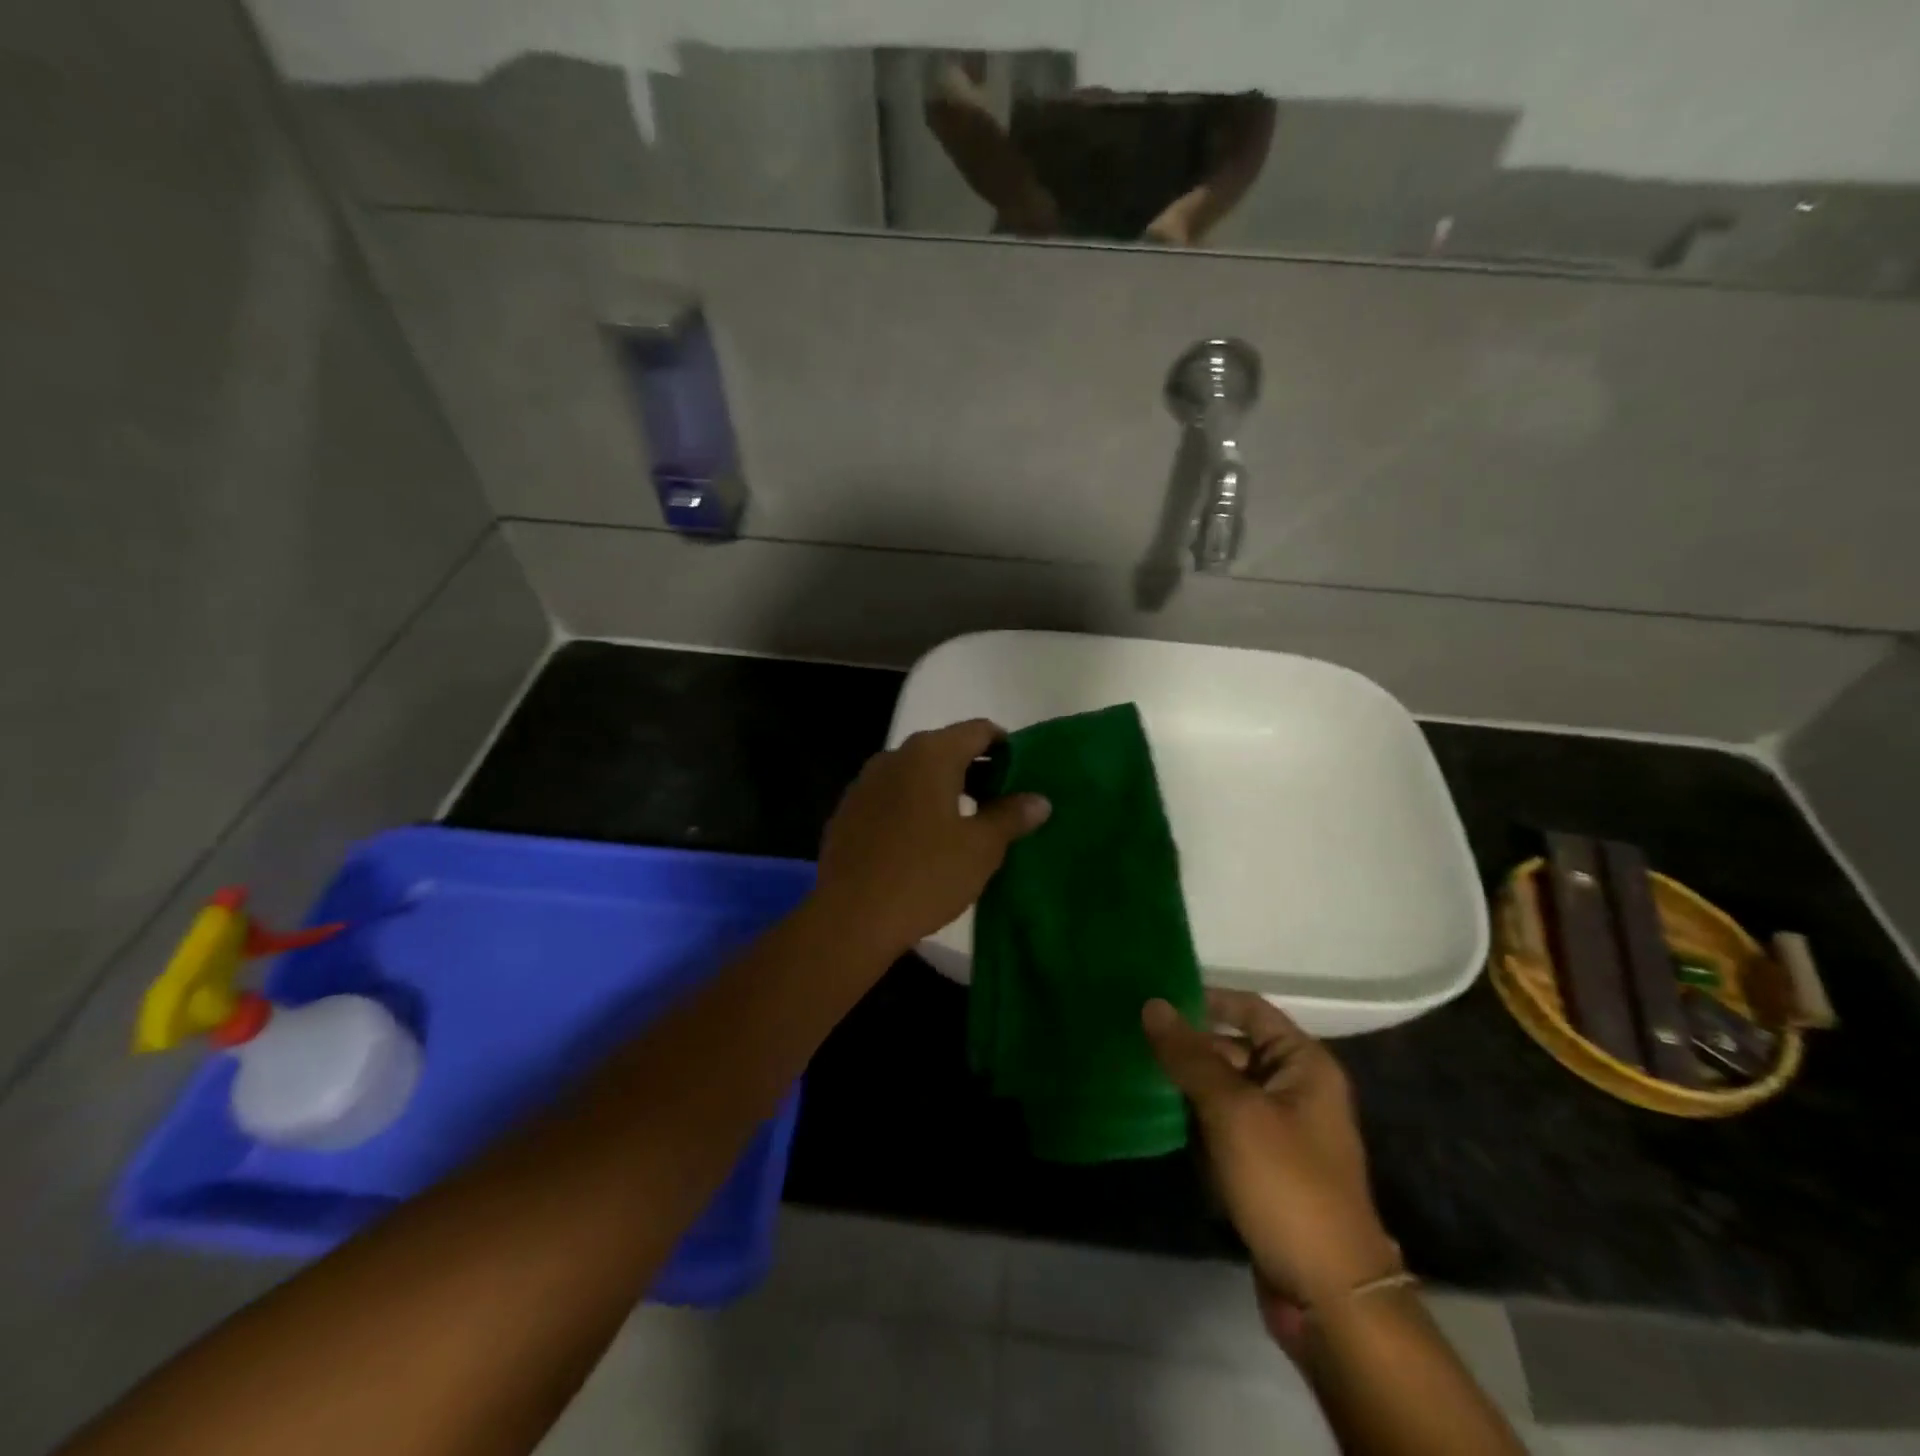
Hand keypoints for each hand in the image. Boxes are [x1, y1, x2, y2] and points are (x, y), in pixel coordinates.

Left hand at [814, 719, 1049, 957]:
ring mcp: (866, 782)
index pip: (979, 730)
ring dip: (944, 788)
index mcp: (931, 754)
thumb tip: (1039, 800)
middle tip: (1001, 803)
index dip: (1006, 746)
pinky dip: (914, 805)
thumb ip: (1011, 816)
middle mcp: (895, 756)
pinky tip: (924, 841)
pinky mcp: (848, 811)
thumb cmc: (925, 875)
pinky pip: (892, 796)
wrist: (850, 918)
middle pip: (946, 748)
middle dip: (976, 770)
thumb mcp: (981, 848)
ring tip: (966, 824)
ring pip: (916, 773)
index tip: (1022, 773)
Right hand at [1142, 991, 1401, 1353]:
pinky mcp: (1266, 1166)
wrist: (1328, 1295)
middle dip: (1188, 1047)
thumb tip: (1153, 1004)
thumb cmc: (1285, 1184)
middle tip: (1134, 1040)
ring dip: (1188, 1087)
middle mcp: (1296, 1088)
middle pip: (1234, 1048)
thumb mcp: (1233, 1111)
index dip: (1205, 999)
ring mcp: (1282, 1130)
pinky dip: (1198, 1123)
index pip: (1249, 1009)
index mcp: (1303, 1064)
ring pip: (1225, 1090)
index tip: (1156, 998)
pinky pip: (1225, 1126)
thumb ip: (1190, 1056)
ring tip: (1137, 1075)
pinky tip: (1162, 1123)